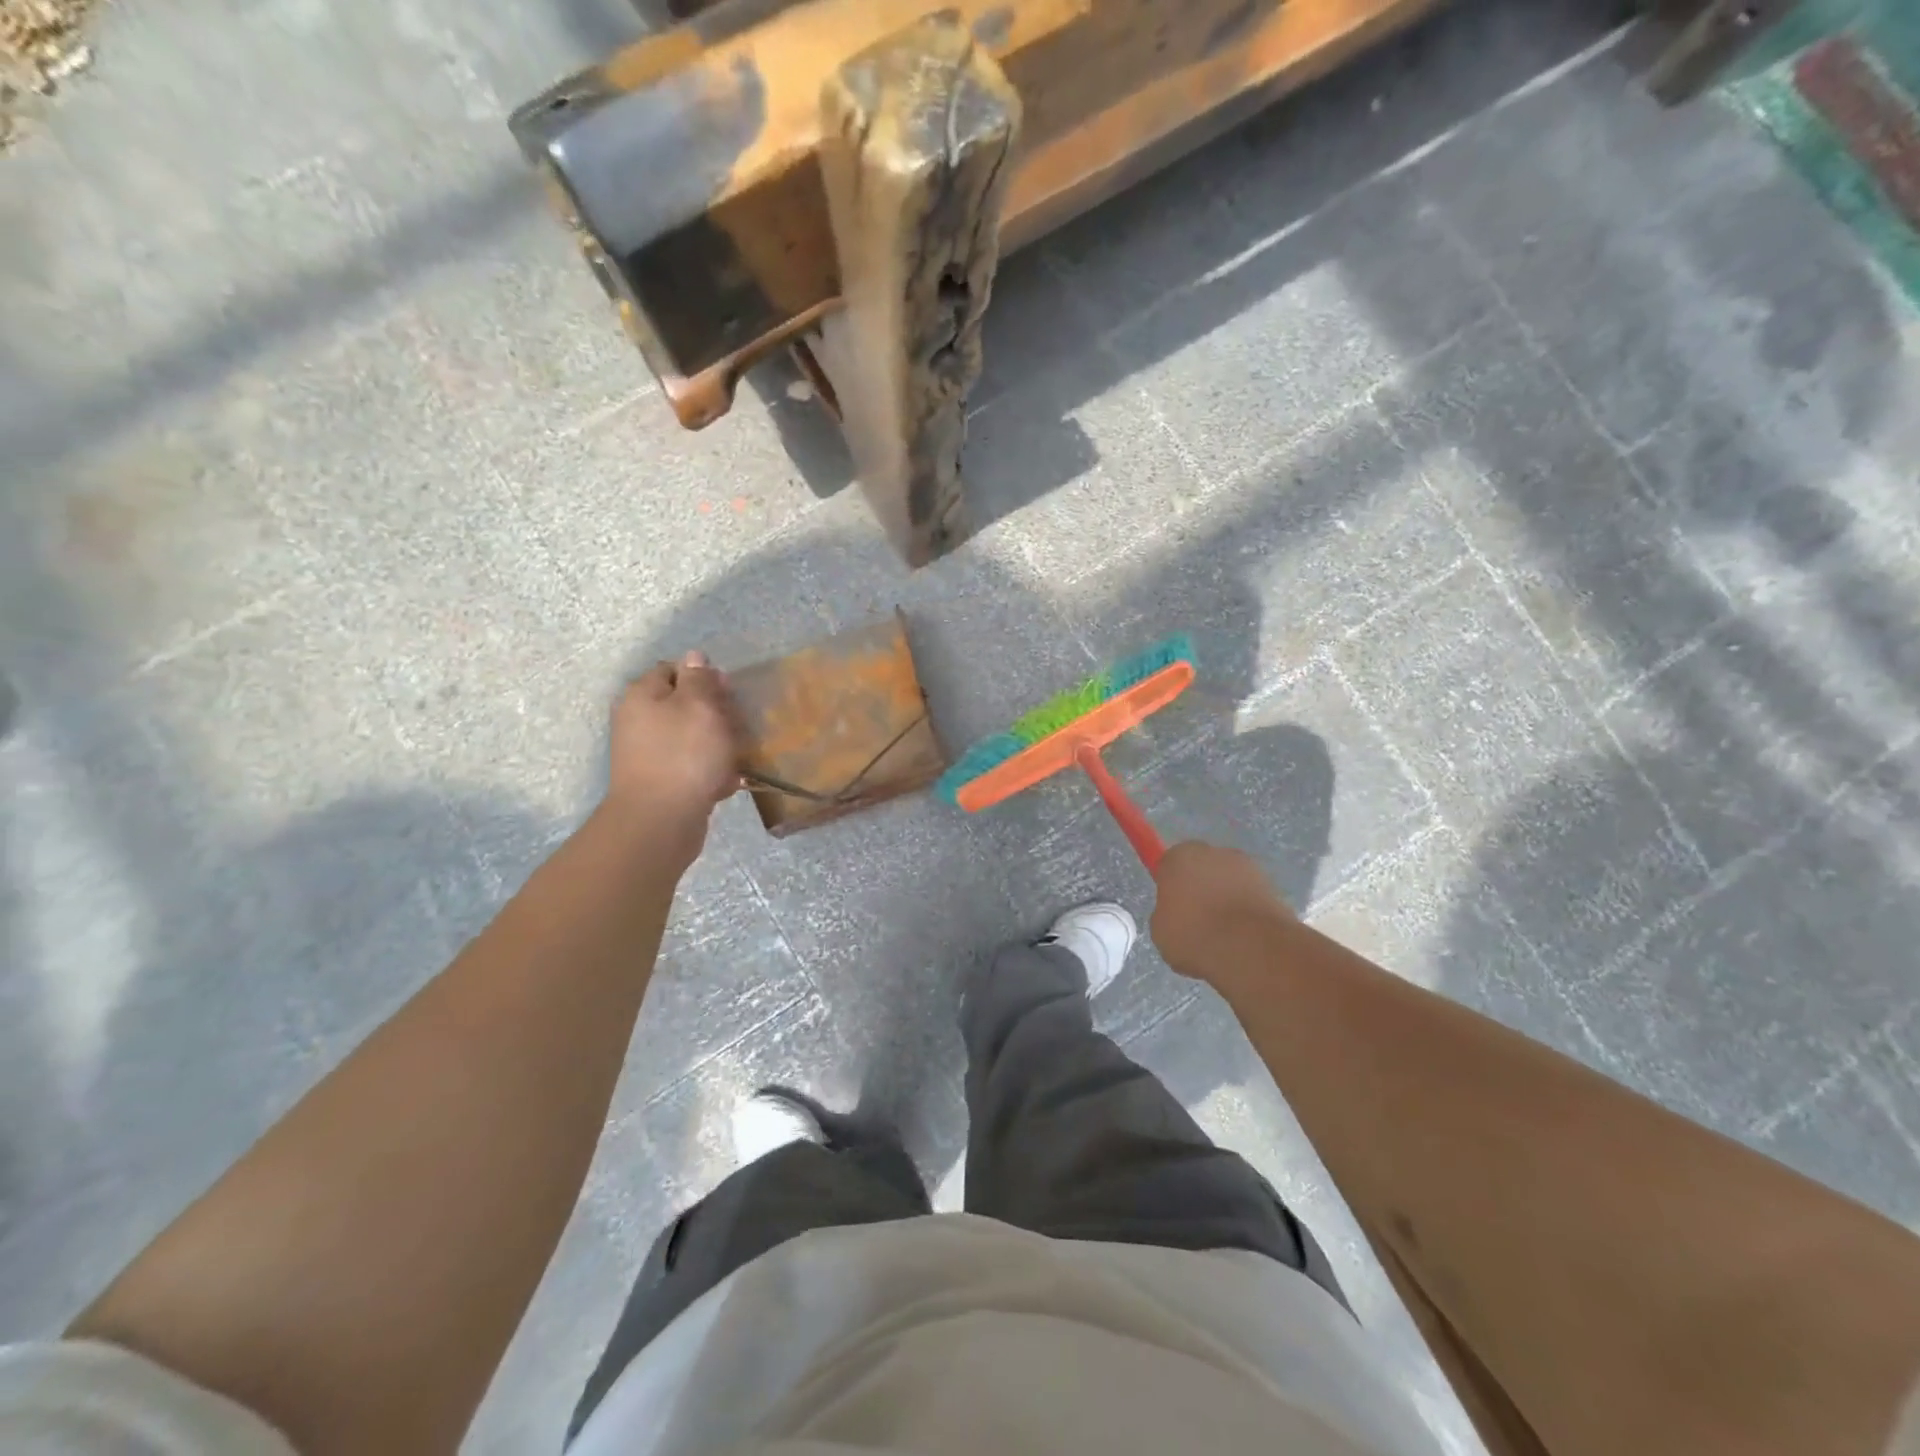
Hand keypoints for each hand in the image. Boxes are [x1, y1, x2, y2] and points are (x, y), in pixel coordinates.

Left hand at [606, 650, 742, 856]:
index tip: (729, 693)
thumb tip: (694, 658)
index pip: (674, 670)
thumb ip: (699, 679)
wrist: (660, 821)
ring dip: (717, 743)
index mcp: (642, 695)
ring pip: (691, 737)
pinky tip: (726, 782)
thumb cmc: (684, 755)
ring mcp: (647, 754)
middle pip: (684, 705)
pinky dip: (709, 771)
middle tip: (739, 726)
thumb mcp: (699, 706)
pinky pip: (690, 767)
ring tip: (737, 755)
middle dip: (715, 713)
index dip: (704, 677)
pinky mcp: (660, 782)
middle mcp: (638, 721)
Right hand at [1150, 840, 1294, 983]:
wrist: (1251, 949)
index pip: (1169, 864)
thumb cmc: (1194, 935)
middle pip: (1202, 867)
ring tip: (1223, 934)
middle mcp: (1213, 852)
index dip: (1171, 886)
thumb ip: (1167, 914)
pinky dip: (1246, 911)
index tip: (1173, 909)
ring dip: (1226, 899)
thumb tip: (1178, 915)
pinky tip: (1243, 937)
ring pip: (1228, 881)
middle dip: (1200, 888)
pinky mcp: (1272, 886)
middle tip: (1196, 921)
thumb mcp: (1161, 931)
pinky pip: (1249, 897)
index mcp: (1180, 857)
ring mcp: (1247, 867)